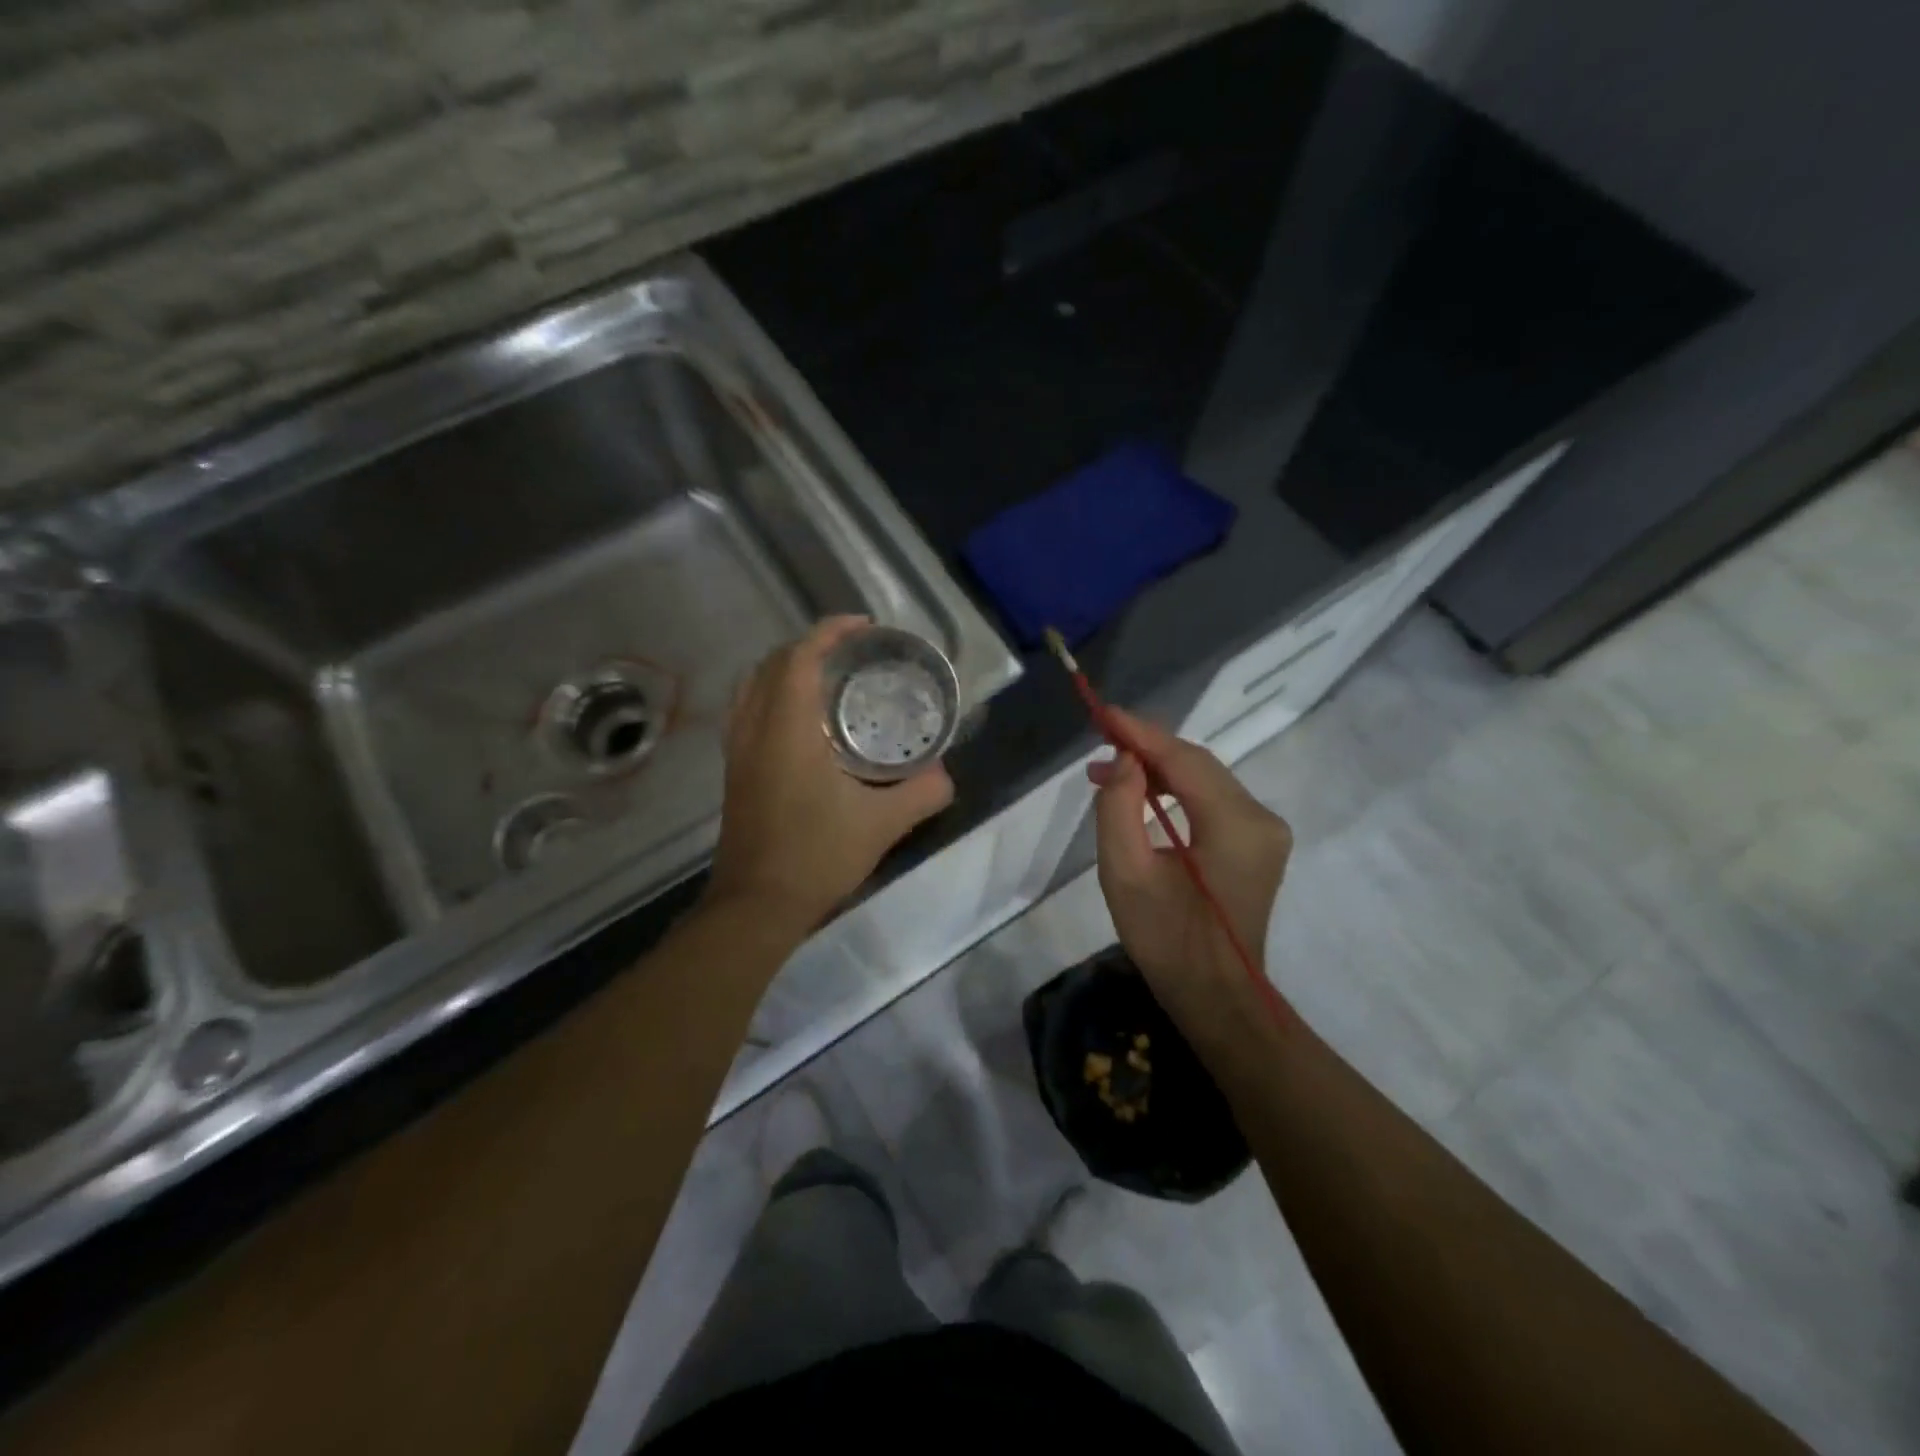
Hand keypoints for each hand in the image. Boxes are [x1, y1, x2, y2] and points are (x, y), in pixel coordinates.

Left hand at [707, 617, 954, 925]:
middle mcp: (755, 729)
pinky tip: (802, 722)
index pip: (801, 658)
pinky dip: (772, 695)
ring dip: (787, 669)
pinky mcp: (735, 772)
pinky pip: (747, 711)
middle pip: (773, 663)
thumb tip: (946, 775)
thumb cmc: (817, 856)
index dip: (830, 632)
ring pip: (753, 686)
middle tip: (852, 653)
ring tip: (826, 679)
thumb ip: (922, 793)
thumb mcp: (882, 824)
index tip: (864, 627)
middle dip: (811, 646)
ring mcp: (738, 751)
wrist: (756, 905)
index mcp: (787, 729)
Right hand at [1088, 708, 1291, 1011]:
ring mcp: (1265, 831)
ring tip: (1108, 771)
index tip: (1103, 714)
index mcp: (1236, 825)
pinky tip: (1142, 793)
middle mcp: (1261, 818)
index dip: (1141, 734)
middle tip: (1098, 744)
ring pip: (1205, 780)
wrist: (1216, 997)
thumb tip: (1124, 760)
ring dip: (1159, 770)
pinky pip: (1212, 801)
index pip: (1185, 760)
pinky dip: (1175, 792)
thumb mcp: (1125, 874)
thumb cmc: (1166, 941)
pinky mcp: (1257, 844)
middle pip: (1198, 765)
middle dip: (1147, 749)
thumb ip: (1118, 808)